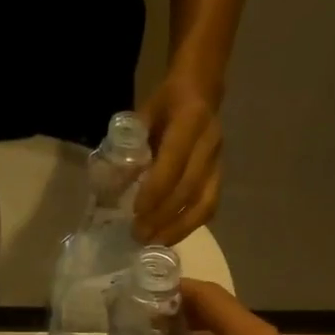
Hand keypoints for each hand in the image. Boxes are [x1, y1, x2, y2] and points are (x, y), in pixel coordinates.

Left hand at [134, 75, 222, 244]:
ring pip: (205, 203)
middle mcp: (209, 143)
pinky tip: (171, 236)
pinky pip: (210, 206)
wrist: (202, 91)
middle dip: (163, 216)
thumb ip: (131, 146)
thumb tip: (113, 185)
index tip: (136, 212)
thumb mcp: (144, 114)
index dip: (155, 190)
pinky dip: (190, 225)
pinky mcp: (220, 175)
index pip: (173, 163)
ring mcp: (218, 161)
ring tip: (155, 243)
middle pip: (189, 188)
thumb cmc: (166, 104)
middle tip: (139, 235)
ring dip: (179, 228)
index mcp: (190, 121)